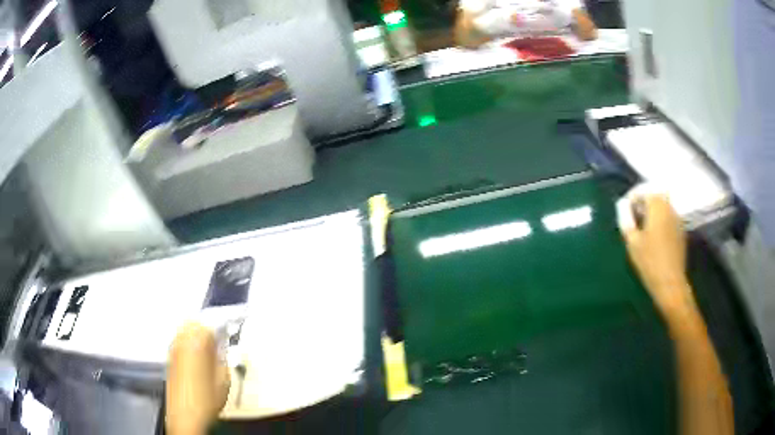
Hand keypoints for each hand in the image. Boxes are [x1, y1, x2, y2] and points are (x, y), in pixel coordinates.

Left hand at [166, 323, 230, 434]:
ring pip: (185, 330)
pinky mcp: (169, 357)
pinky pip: (179, 341)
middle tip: (219, 338)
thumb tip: (222, 348)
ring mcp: (173, 348)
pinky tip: (196, 356)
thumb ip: (223, 359)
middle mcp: (182, 340)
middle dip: (207, 327)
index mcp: (198, 343)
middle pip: (194, 322)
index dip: (223, 325)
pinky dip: (188, 342)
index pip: (211, 323)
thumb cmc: (207, 399)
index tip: (230, 330)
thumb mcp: (224, 380)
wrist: (185, 416)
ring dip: (196, 333)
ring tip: (208, 347)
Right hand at [619, 194, 694, 316]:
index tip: (623, 209)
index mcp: (657, 206)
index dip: (632, 197)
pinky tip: (654, 236)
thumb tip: (622, 205)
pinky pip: (668, 217)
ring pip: (662, 206)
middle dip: (643, 202)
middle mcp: (669, 207)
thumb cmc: (649, 262)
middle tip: (632, 217)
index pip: (643, 190)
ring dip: (652, 211)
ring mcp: (677, 218)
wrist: (670, 283)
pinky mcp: (681, 230)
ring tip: (642, 227)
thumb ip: (626, 219)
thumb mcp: (632, 242)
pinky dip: (660, 220)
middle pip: (655, 195)